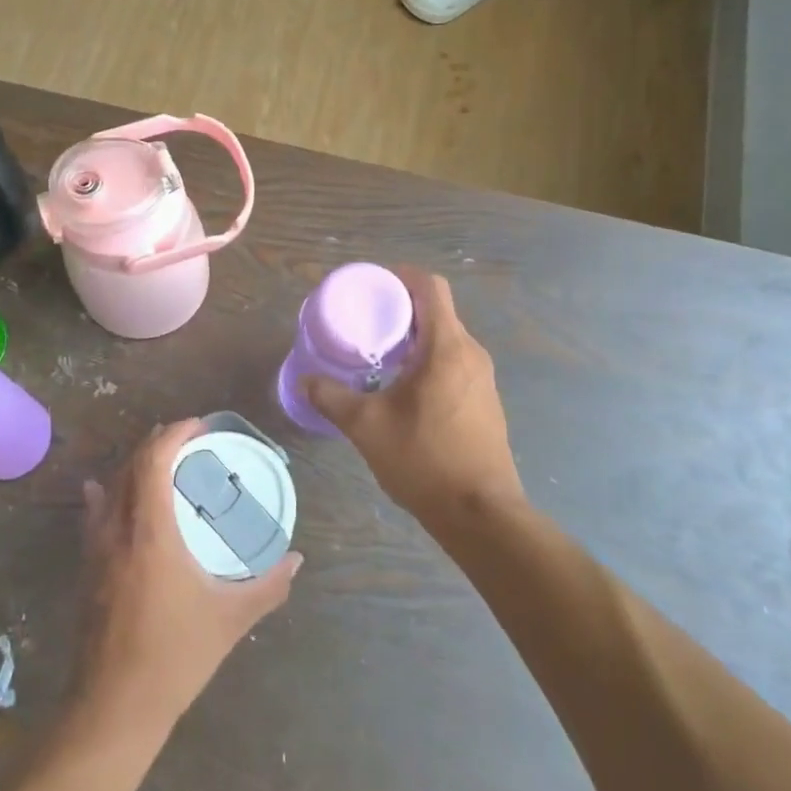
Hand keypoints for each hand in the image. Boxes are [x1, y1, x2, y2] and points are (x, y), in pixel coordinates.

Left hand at [75, 420, 302, 731]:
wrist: (113, 708)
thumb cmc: (175, 657)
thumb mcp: (231, 619)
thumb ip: (269, 586)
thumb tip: (298, 559)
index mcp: (150, 533)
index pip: (152, 461)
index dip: (173, 434)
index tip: (199, 425)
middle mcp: (117, 530)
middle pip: (130, 466)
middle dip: (156, 443)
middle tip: (188, 440)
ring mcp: (95, 549)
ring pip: (110, 486)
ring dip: (134, 465)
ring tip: (162, 461)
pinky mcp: (86, 568)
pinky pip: (94, 514)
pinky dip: (107, 492)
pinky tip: (105, 491)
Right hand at [303, 269, 523, 533]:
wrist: (480, 513)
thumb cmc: (424, 460)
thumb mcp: (367, 426)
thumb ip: (332, 397)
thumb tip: (304, 382)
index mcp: (446, 347)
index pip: (430, 287)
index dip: (400, 277)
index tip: (371, 286)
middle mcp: (471, 354)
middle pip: (437, 311)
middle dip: (400, 309)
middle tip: (363, 321)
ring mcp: (483, 379)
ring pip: (446, 339)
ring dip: (413, 338)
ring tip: (377, 355)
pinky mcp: (485, 402)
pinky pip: (454, 363)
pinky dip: (428, 361)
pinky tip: (403, 388)